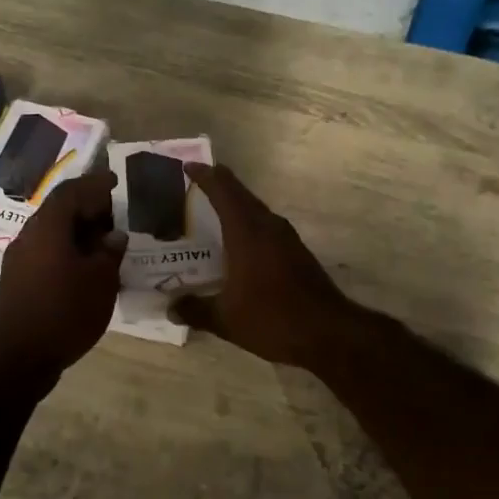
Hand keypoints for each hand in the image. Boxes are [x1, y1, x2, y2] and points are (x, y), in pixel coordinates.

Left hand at [0, 168, 125, 380]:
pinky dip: (66, 251)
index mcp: (48, 228)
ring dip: (77, 233)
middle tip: (115, 216)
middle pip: (58, 211)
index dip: (93, 184)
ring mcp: (18, 259)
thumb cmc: (65, 312)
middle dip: (87, 209)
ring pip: (51, 234)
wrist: (19, 356)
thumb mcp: (101, 281)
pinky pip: (45, 253)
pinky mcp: (17, 280)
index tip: (114, 182)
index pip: (70, 192)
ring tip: (104, 244)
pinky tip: (84, 269)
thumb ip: (109, 253)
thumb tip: (114, 236)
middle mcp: (28, 236)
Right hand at [170, 163, 361, 368]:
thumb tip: (170, 307)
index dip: (205, 176)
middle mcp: (268, 227)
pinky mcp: (297, 253)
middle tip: (195, 183)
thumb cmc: (272, 319)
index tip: (188, 165)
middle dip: (219, 185)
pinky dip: (249, 224)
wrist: (328, 333)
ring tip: (212, 211)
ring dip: (236, 205)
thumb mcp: (226, 319)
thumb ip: (195, 310)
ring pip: (256, 210)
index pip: (223, 192)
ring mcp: (287, 239)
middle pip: (241, 195)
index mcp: (247, 233)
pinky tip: (238, 243)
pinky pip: (266, 227)